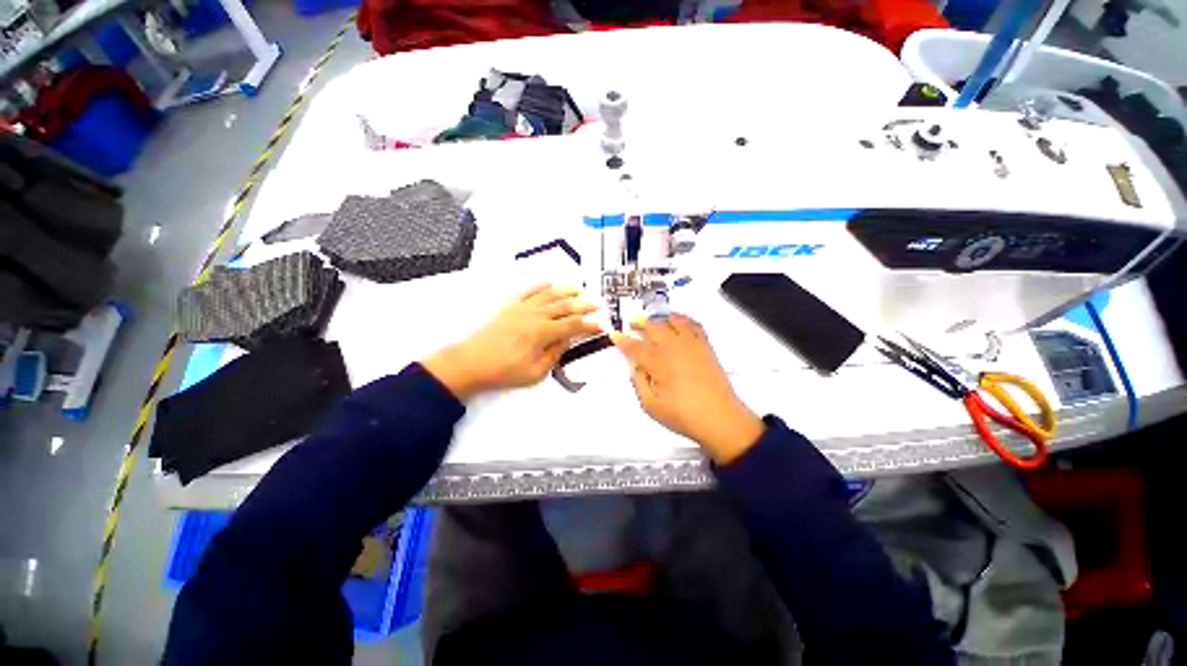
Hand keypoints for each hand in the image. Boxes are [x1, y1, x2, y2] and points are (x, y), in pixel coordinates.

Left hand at [423, 285, 600, 399]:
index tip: (600, 325)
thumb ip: (553, 355)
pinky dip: (540, 285)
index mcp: (543, 332)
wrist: (470, 362)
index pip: (572, 326)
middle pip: (564, 307)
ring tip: (579, 290)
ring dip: (566, 291)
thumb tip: (565, 341)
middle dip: (583, 305)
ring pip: (549, 295)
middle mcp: (535, 315)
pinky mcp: (511, 307)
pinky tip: (549, 283)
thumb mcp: (534, 372)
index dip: (588, 325)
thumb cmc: (504, 371)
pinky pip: (528, 291)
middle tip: (597, 304)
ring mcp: (522, 308)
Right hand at [612, 314, 763, 463]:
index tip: (615, 335)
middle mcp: (674, 348)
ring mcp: (692, 345)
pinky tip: (678, 321)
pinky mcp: (705, 346)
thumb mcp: (651, 406)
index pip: (636, 347)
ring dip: (660, 317)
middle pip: (654, 327)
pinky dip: (683, 319)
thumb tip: (636, 367)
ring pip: (673, 320)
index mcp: (659, 363)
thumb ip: (639, 383)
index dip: (623, 340)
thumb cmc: (684, 416)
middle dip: (640, 322)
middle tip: (632, 323)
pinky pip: (693, 324)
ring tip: (653, 319)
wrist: (721, 419)